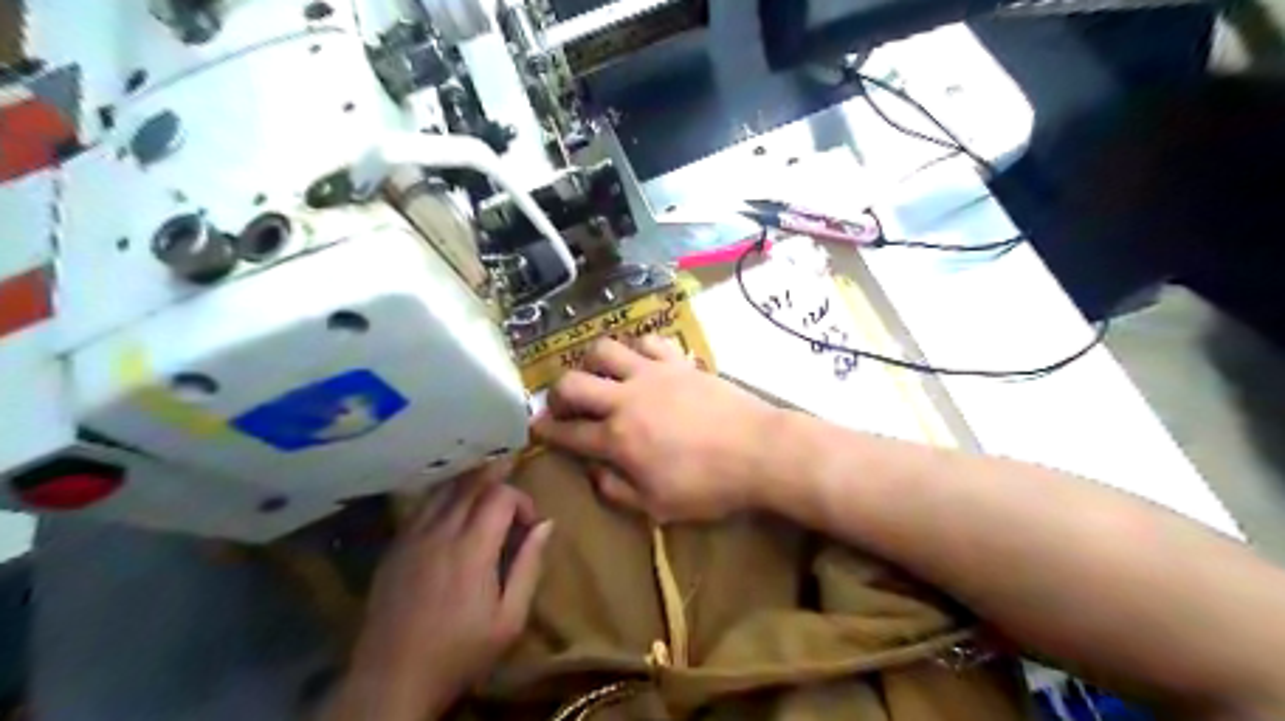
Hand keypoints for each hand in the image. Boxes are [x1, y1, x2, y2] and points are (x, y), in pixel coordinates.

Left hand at [327, 461, 549, 719]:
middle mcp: (440, 533)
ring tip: (487, 487)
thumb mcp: (509, 619)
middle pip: (471, 483)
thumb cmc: (460, 652)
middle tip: (514, 478)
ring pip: (444, 489)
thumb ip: (529, 566)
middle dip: (497, 476)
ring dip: (469, 482)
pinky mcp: (394, 547)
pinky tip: (452, 507)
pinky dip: (444, 496)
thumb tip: (546, 524)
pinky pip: (422, 506)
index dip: (521, 499)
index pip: (500, 496)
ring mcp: (412, 537)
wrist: (392, 680)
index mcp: (472, 549)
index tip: (530, 523)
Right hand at [530, 334, 777, 520]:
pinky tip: (639, 361)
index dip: (546, 431)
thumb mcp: (659, 506)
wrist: (759, 450)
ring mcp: (652, 374)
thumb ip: (618, 491)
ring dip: (591, 361)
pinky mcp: (678, 361)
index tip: (536, 427)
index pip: (569, 432)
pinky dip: (636, 348)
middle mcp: (626, 399)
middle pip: (573, 383)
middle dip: (557, 393)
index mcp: (618, 439)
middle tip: (564, 404)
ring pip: (604, 349)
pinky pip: (647, 341)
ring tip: (599, 375)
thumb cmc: (710, 486)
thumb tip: (595, 473)